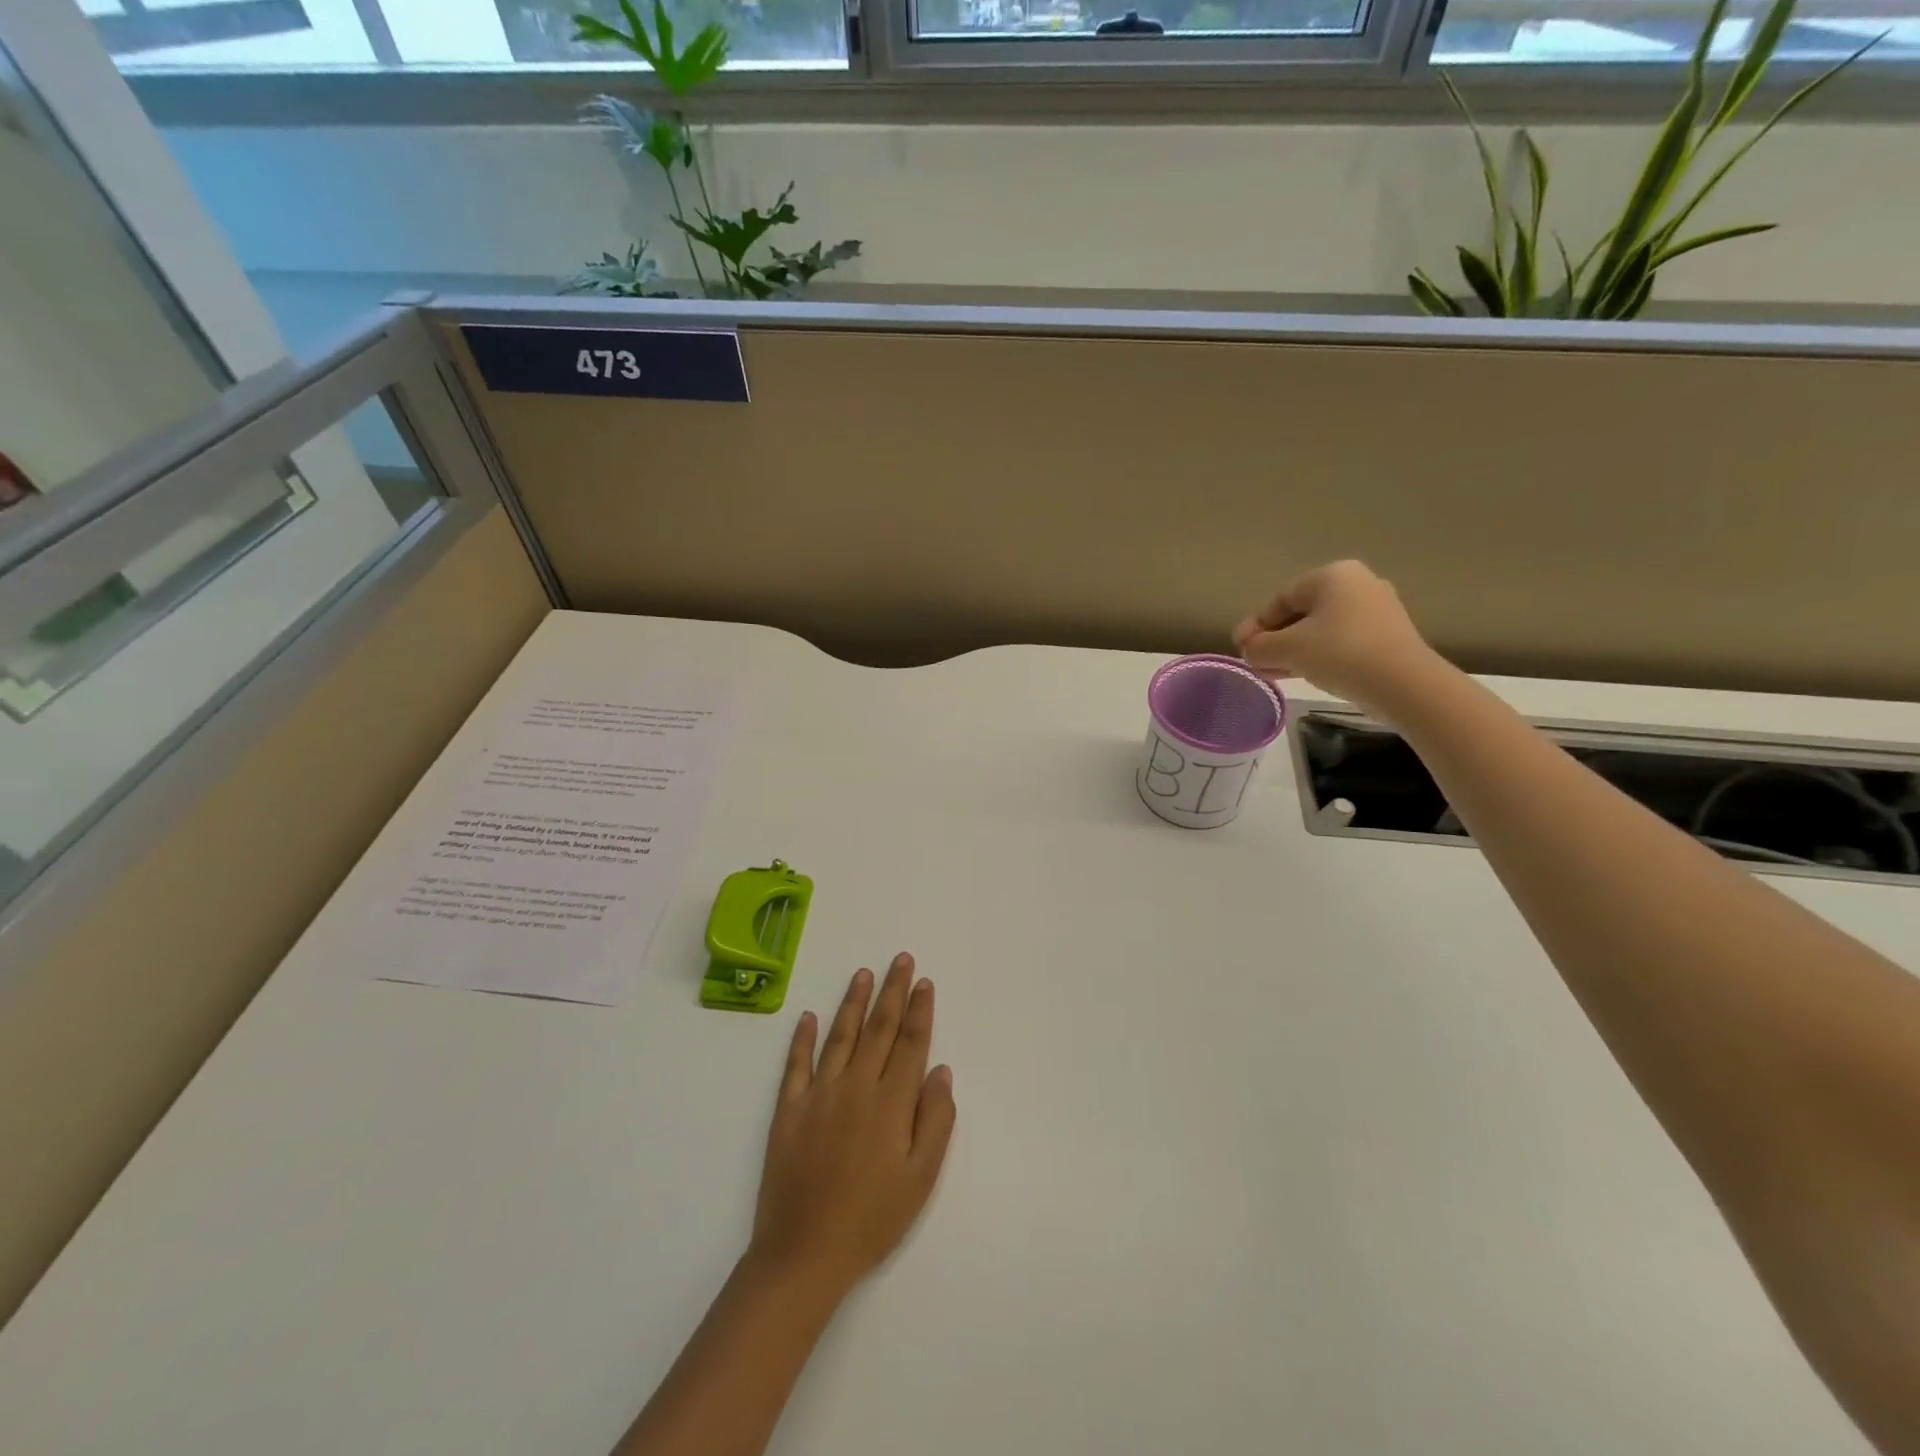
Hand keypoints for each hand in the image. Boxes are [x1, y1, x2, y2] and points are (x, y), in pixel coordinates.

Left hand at [747, 955, 955, 1299]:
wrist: (804, 1253)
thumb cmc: (872, 1218)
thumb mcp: (920, 1178)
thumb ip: (935, 1120)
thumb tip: (940, 1070)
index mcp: (891, 1102)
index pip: (910, 1043)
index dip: (919, 1010)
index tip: (924, 982)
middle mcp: (856, 1085)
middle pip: (879, 1028)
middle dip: (893, 991)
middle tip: (901, 959)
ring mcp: (819, 1094)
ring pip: (841, 1035)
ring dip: (854, 1002)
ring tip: (863, 973)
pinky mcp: (789, 1109)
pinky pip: (796, 1064)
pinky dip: (802, 1038)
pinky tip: (808, 1016)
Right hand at [1232, 559, 1444, 720]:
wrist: (1403, 684)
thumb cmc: (1339, 654)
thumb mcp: (1287, 649)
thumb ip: (1258, 647)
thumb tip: (1249, 650)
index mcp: (1332, 575)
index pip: (1281, 599)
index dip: (1255, 625)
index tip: (1240, 649)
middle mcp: (1357, 583)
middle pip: (1301, 613)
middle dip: (1274, 639)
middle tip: (1255, 662)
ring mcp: (1377, 609)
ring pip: (1320, 629)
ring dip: (1293, 650)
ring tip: (1274, 673)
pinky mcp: (1388, 635)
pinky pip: (1341, 640)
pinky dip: (1318, 655)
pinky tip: (1303, 674)